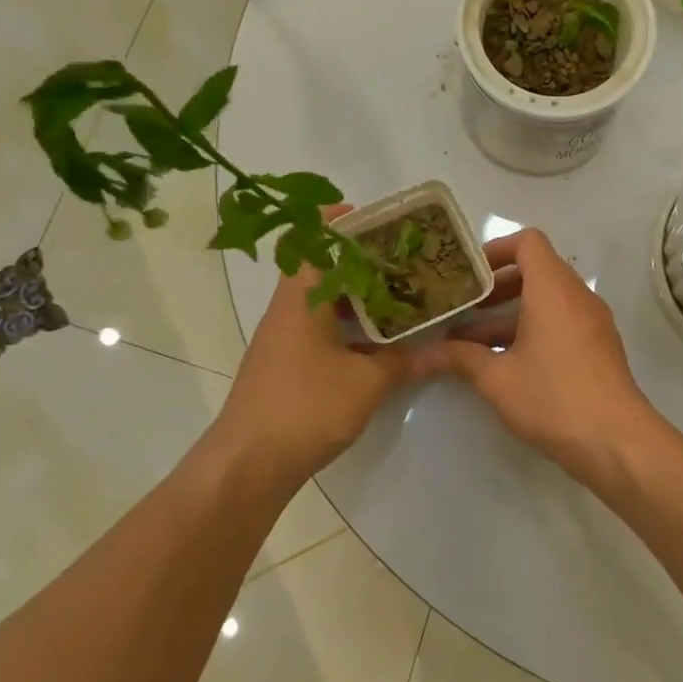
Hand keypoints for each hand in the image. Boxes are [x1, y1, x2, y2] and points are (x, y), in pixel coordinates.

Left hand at [208, 207, 416, 489]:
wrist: (249, 463)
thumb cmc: (306, 408)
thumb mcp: (367, 383)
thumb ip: (401, 360)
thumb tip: (433, 349)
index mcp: (301, 301)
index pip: (311, 243)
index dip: (336, 223)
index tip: (369, 218)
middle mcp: (287, 311)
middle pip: (318, 268)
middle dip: (356, 259)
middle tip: (397, 259)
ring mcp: (281, 339)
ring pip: (319, 301)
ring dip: (352, 295)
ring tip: (394, 295)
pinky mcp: (283, 365)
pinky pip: (316, 328)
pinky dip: (344, 324)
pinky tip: (374, 341)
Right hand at [411, 228, 660, 487]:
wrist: (617, 442)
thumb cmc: (554, 398)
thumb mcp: (497, 379)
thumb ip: (458, 359)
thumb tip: (419, 356)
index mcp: (553, 289)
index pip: (527, 242)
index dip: (494, 249)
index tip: (467, 275)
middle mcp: (577, 296)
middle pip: (535, 271)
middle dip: (495, 288)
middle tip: (462, 308)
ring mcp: (592, 322)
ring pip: (546, 301)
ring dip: (509, 315)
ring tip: (471, 342)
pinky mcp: (598, 347)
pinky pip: (561, 322)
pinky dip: (532, 330)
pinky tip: (504, 363)